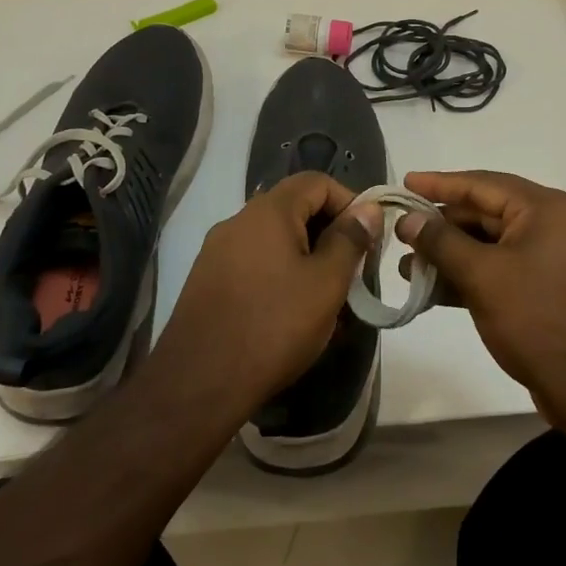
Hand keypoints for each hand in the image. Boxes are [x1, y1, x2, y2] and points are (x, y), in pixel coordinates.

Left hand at [156, 172, 381, 417]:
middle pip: (294, 208)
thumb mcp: (326, 283)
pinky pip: (254, 262)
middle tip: (351, 271)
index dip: (349, 202)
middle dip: (329, 233)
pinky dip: (279, 274)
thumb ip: (350, 240)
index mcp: (268, 211)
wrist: (198, 384)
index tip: (367, 238)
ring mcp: (217, 251)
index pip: (317, 182)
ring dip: (306, 256)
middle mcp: (238, 220)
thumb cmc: (274, 326)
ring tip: (325, 297)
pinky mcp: (207, 281)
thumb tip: (368, 209)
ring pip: (274, 239)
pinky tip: (291, 313)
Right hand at [398, 170, 565, 419]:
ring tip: (406, 268)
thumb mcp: (481, 276)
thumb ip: (441, 242)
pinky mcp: (543, 287)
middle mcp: (549, 223)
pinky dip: (467, 275)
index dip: (438, 183)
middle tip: (399, 233)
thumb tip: (406, 219)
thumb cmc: (536, 318)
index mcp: (543, 208)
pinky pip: (498, 268)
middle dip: (440, 226)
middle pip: (483, 212)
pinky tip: (432, 290)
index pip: (481, 184)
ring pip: (488, 244)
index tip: (404, 182)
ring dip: (449, 255)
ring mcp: (548, 257)